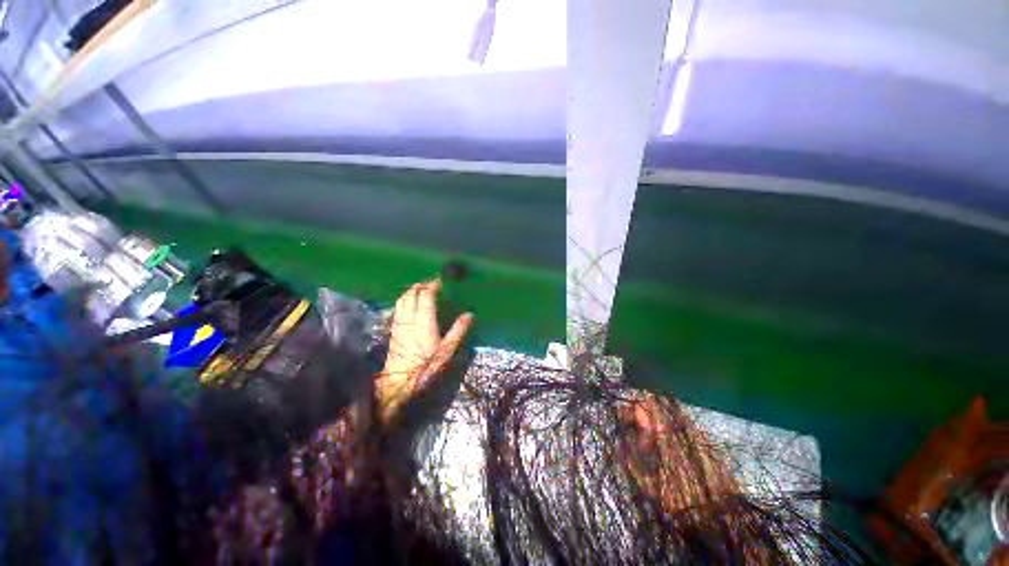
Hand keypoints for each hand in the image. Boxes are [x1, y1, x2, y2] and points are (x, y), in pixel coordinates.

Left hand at [377, 279, 473, 423]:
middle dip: (420, 286)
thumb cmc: (426, 366)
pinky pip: (397, 309)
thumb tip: (469, 315)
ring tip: (419, 288)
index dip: (431, 287)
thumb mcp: (447, 351)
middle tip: (429, 282)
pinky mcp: (394, 330)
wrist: (398, 382)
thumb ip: (458, 331)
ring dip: (410, 291)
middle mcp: (410, 319)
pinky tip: (408, 303)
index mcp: (424, 322)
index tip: (439, 281)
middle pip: (411, 295)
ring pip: (402, 300)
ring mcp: (399, 324)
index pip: (426, 297)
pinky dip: (403, 300)